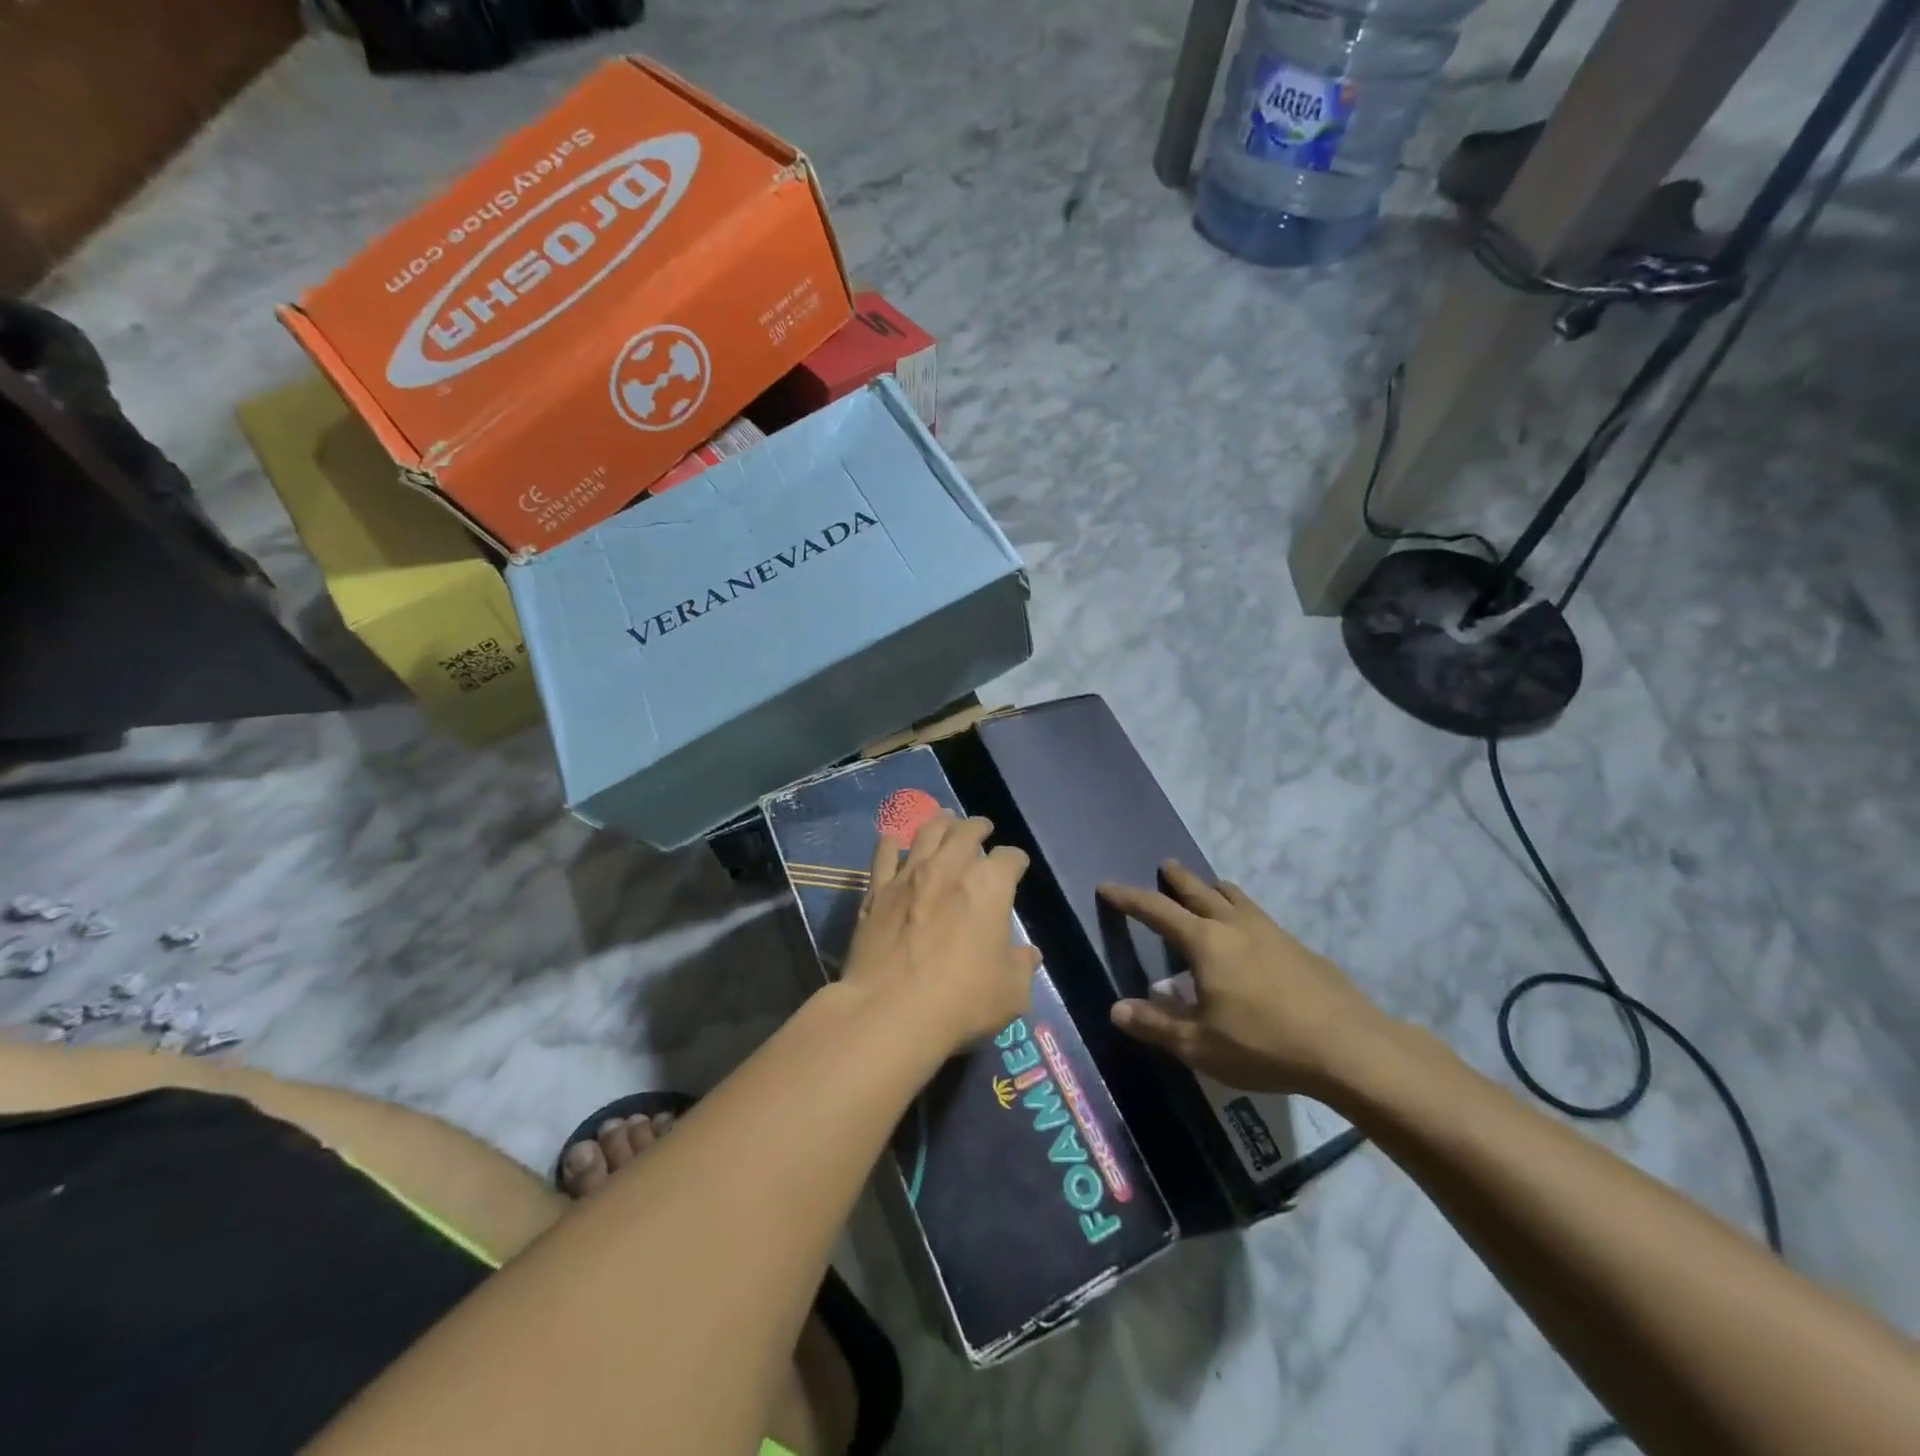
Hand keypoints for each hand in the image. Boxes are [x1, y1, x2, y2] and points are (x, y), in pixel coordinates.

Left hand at [841, 813, 1039, 1052]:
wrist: (891, 1010)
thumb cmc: (962, 1000)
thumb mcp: (1011, 992)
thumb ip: (1021, 966)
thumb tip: (1028, 955)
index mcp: (990, 885)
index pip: (1011, 858)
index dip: (1017, 861)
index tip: (1017, 866)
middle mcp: (950, 867)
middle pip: (966, 831)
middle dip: (978, 827)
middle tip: (982, 829)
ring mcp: (909, 875)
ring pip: (926, 833)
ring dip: (940, 823)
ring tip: (945, 820)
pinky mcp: (877, 891)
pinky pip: (884, 855)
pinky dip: (892, 843)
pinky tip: (894, 840)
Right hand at [1098, 861, 1391, 1093]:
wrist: (1349, 1047)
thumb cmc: (1264, 1045)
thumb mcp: (1200, 1045)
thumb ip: (1156, 1025)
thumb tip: (1116, 1009)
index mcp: (1205, 943)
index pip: (1156, 911)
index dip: (1128, 898)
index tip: (1107, 887)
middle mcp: (1235, 926)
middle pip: (1199, 891)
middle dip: (1177, 878)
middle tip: (1165, 865)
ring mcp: (1272, 932)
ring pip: (1236, 897)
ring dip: (1215, 888)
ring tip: (1209, 887)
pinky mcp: (1299, 947)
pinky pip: (1259, 915)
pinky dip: (1242, 910)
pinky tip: (1250, 933)